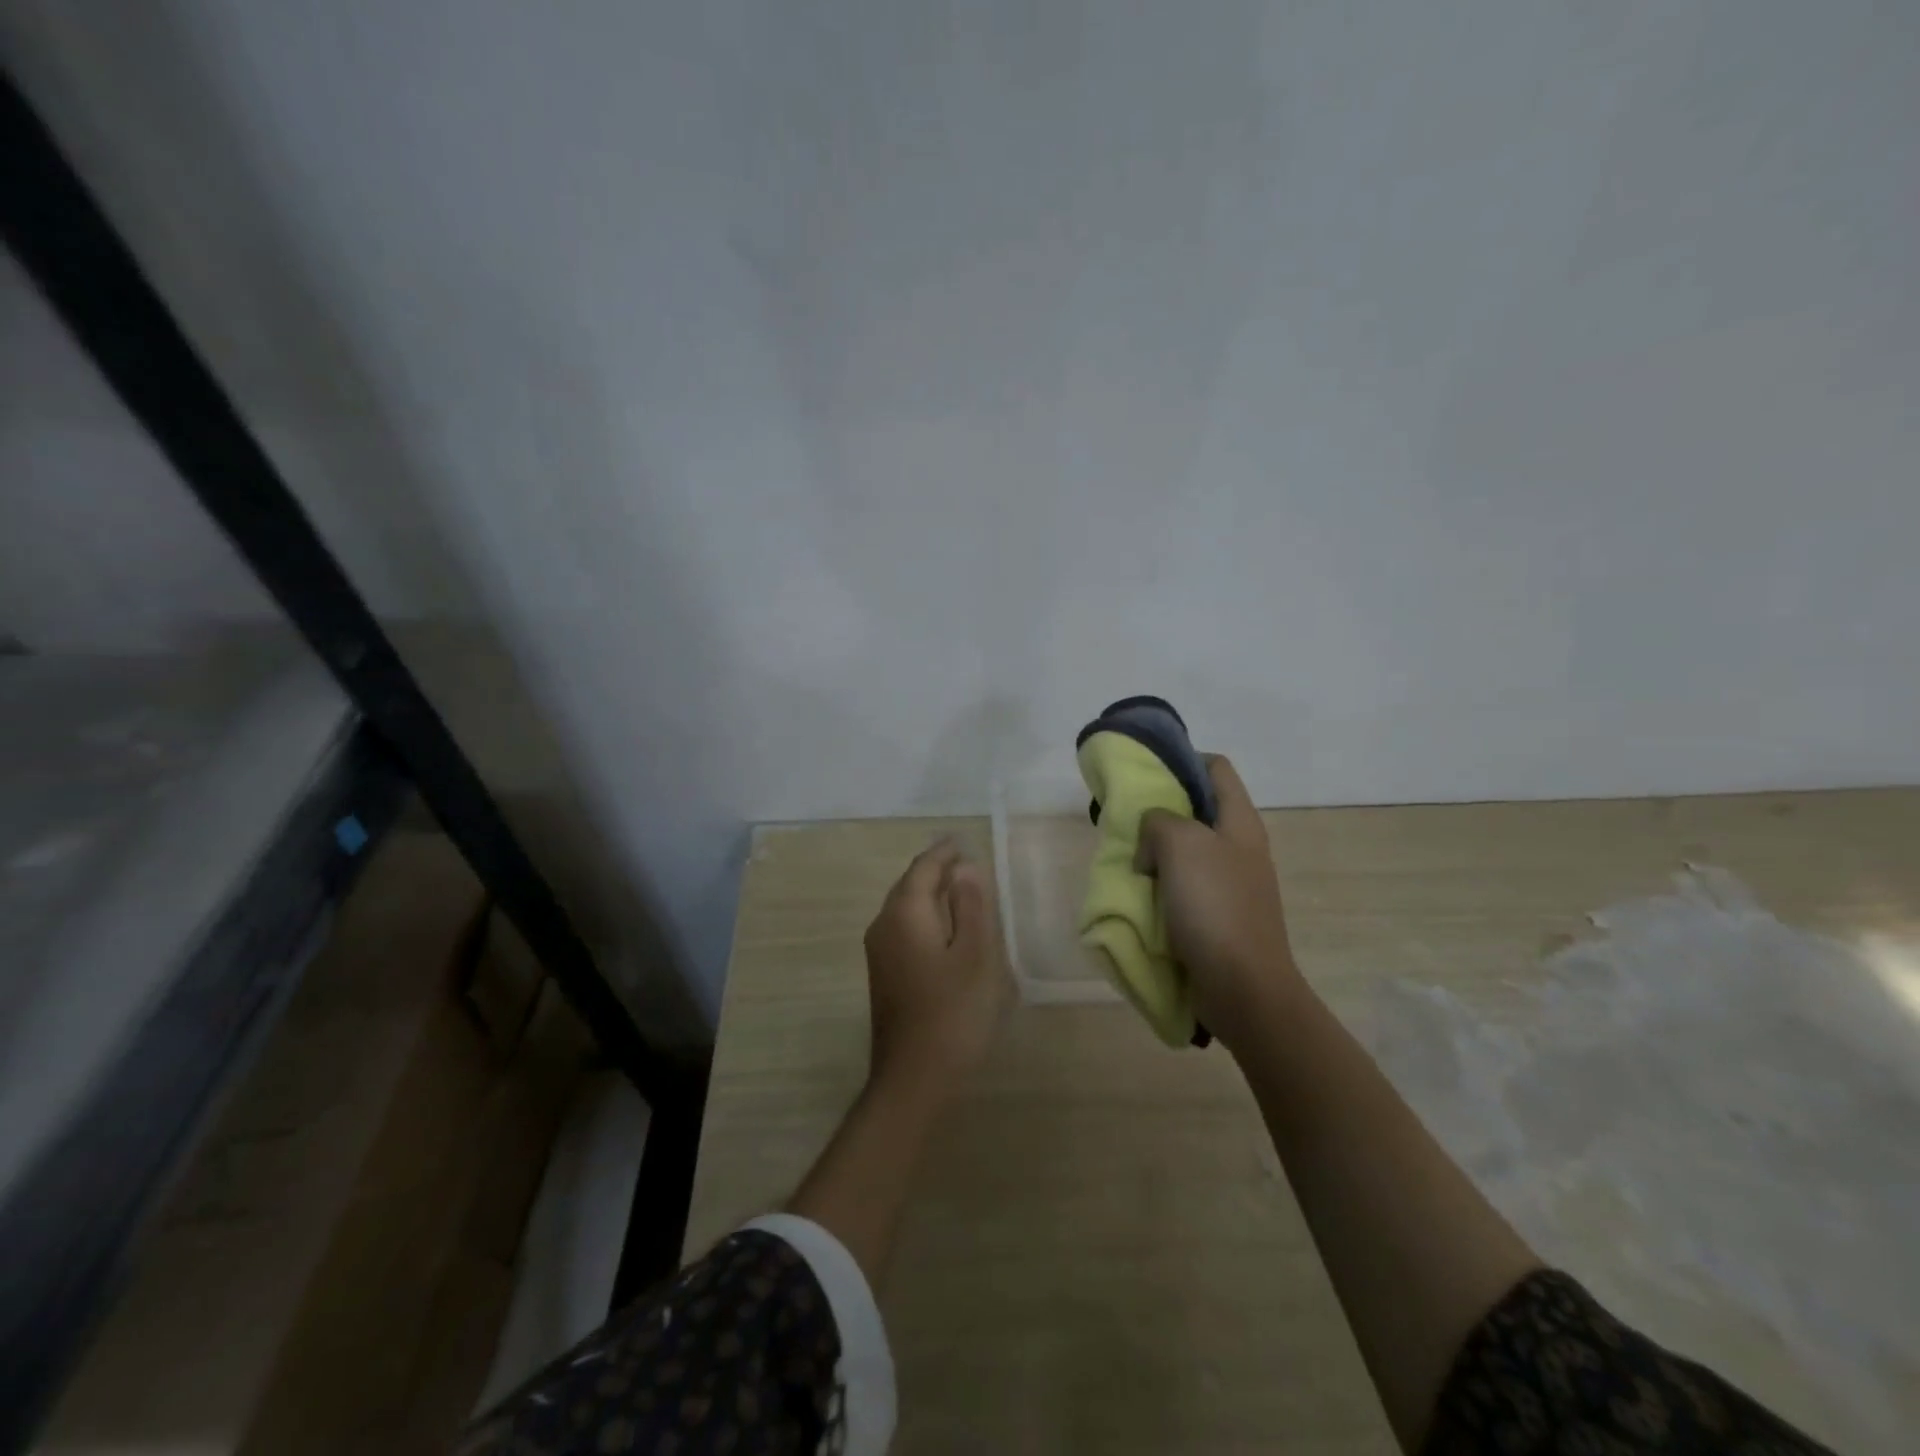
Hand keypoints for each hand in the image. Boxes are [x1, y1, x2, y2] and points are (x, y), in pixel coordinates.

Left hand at [863, 840, 1010, 1102]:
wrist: (913, 1078)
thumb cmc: (953, 1012)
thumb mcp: (976, 955)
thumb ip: (971, 906)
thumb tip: (964, 868)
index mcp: (904, 913)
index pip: (923, 868)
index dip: (944, 853)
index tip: (962, 842)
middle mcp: (883, 925)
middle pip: (909, 885)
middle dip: (936, 871)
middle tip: (965, 862)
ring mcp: (879, 952)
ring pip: (905, 908)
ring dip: (930, 895)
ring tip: (960, 890)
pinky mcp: (884, 975)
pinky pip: (904, 929)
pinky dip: (925, 917)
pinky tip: (946, 930)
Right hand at [1136, 755, 1300, 1047]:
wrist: (1243, 988)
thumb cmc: (1215, 907)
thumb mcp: (1180, 844)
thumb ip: (1158, 821)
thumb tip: (1152, 844)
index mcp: (1240, 822)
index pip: (1216, 768)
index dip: (1183, 760)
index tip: (1147, 772)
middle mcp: (1240, 847)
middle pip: (1198, 810)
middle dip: (1161, 811)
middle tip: (1128, 820)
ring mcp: (1232, 884)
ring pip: (1188, 851)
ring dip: (1157, 853)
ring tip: (1129, 860)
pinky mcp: (1220, 917)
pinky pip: (1186, 887)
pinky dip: (1162, 885)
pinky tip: (1142, 896)